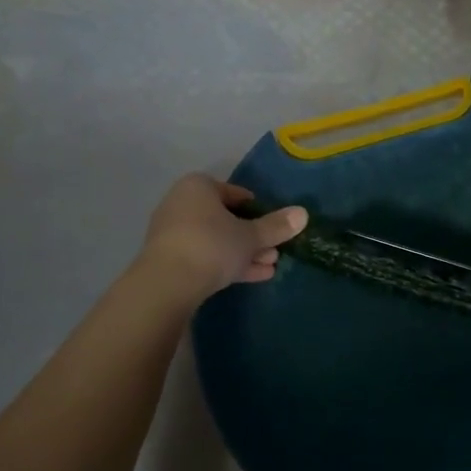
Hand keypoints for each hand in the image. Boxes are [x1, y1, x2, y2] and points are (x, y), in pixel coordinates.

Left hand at [139, 175, 307, 301]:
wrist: (166, 283)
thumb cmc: (211, 245)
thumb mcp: (249, 236)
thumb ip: (275, 226)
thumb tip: (303, 214)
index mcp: (199, 187)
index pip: (235, 193)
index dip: (257, 209)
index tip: (274, 225)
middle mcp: (182, 203)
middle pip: (225, 218)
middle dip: (253, 235)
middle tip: (276, 250)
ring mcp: (173, 233)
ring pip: (216, 239)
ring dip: (243, 252)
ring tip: (270, 266)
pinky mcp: (169, 259)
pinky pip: (204, 256)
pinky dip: (227, 263)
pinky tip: (255, 276)